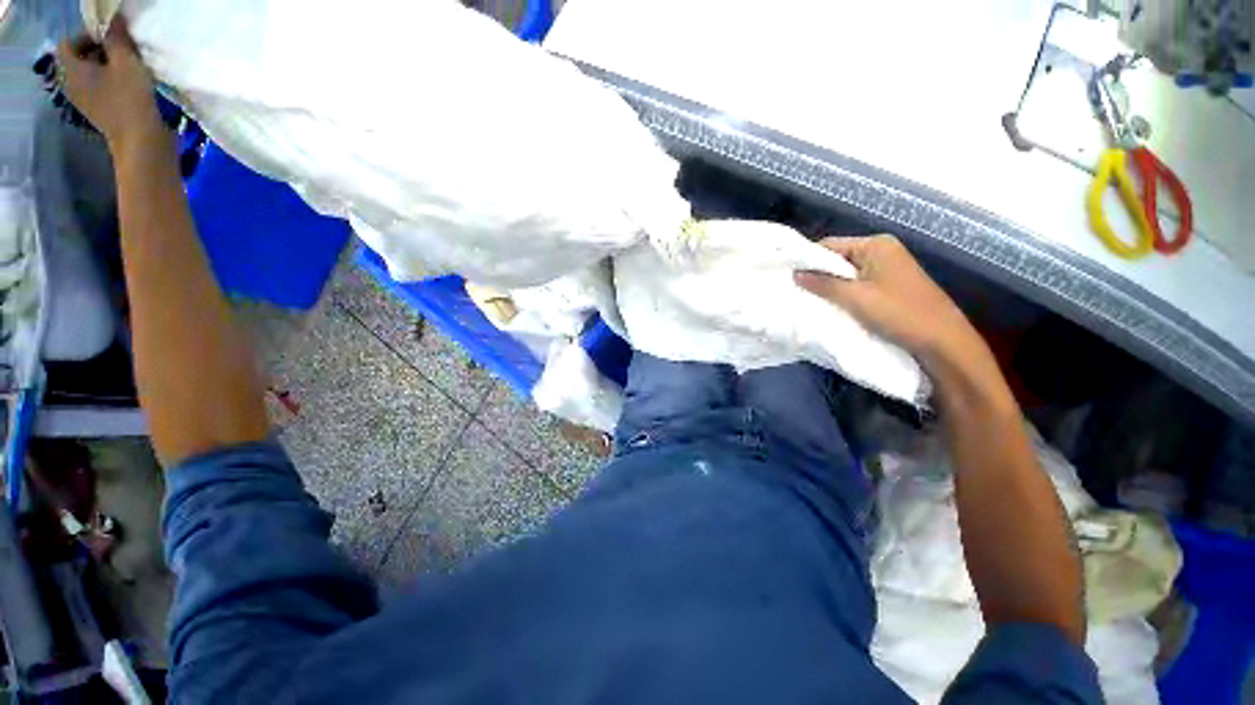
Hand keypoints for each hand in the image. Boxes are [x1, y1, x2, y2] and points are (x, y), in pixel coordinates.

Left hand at [55, 19, 161, 152]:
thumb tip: (114, 21)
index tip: (110, 38)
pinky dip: (108, 80)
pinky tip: (125, 84)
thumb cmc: (130, 98)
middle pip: (78, 58)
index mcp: (71, 70)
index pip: (68, 43)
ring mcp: (82, 100)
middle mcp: (70, 84)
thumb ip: (116, 38)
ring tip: (125, 68)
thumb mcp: (126, 61)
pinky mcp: (95, 110)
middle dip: (97, 51)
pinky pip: (96, 86)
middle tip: (120, 51)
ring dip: (104, 66)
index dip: (87, 35)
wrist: (140, 140)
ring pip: (88, 72)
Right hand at [794, 235, 983, 367]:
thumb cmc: (900, 314)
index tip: (787, 276)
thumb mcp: (856, 298)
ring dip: (829, 287)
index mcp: (876, 245)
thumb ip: (823, 284)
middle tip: (794, 291)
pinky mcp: (888, 285)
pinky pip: (857, 284)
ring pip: (846, 273)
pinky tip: (830, 306)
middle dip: (817, 275)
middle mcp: (881, 251)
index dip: (807, 260)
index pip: (830, 245)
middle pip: (838, 258)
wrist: (942, 341)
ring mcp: (886, 268)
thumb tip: (795, 273)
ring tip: (808, 300)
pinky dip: (842, 294)